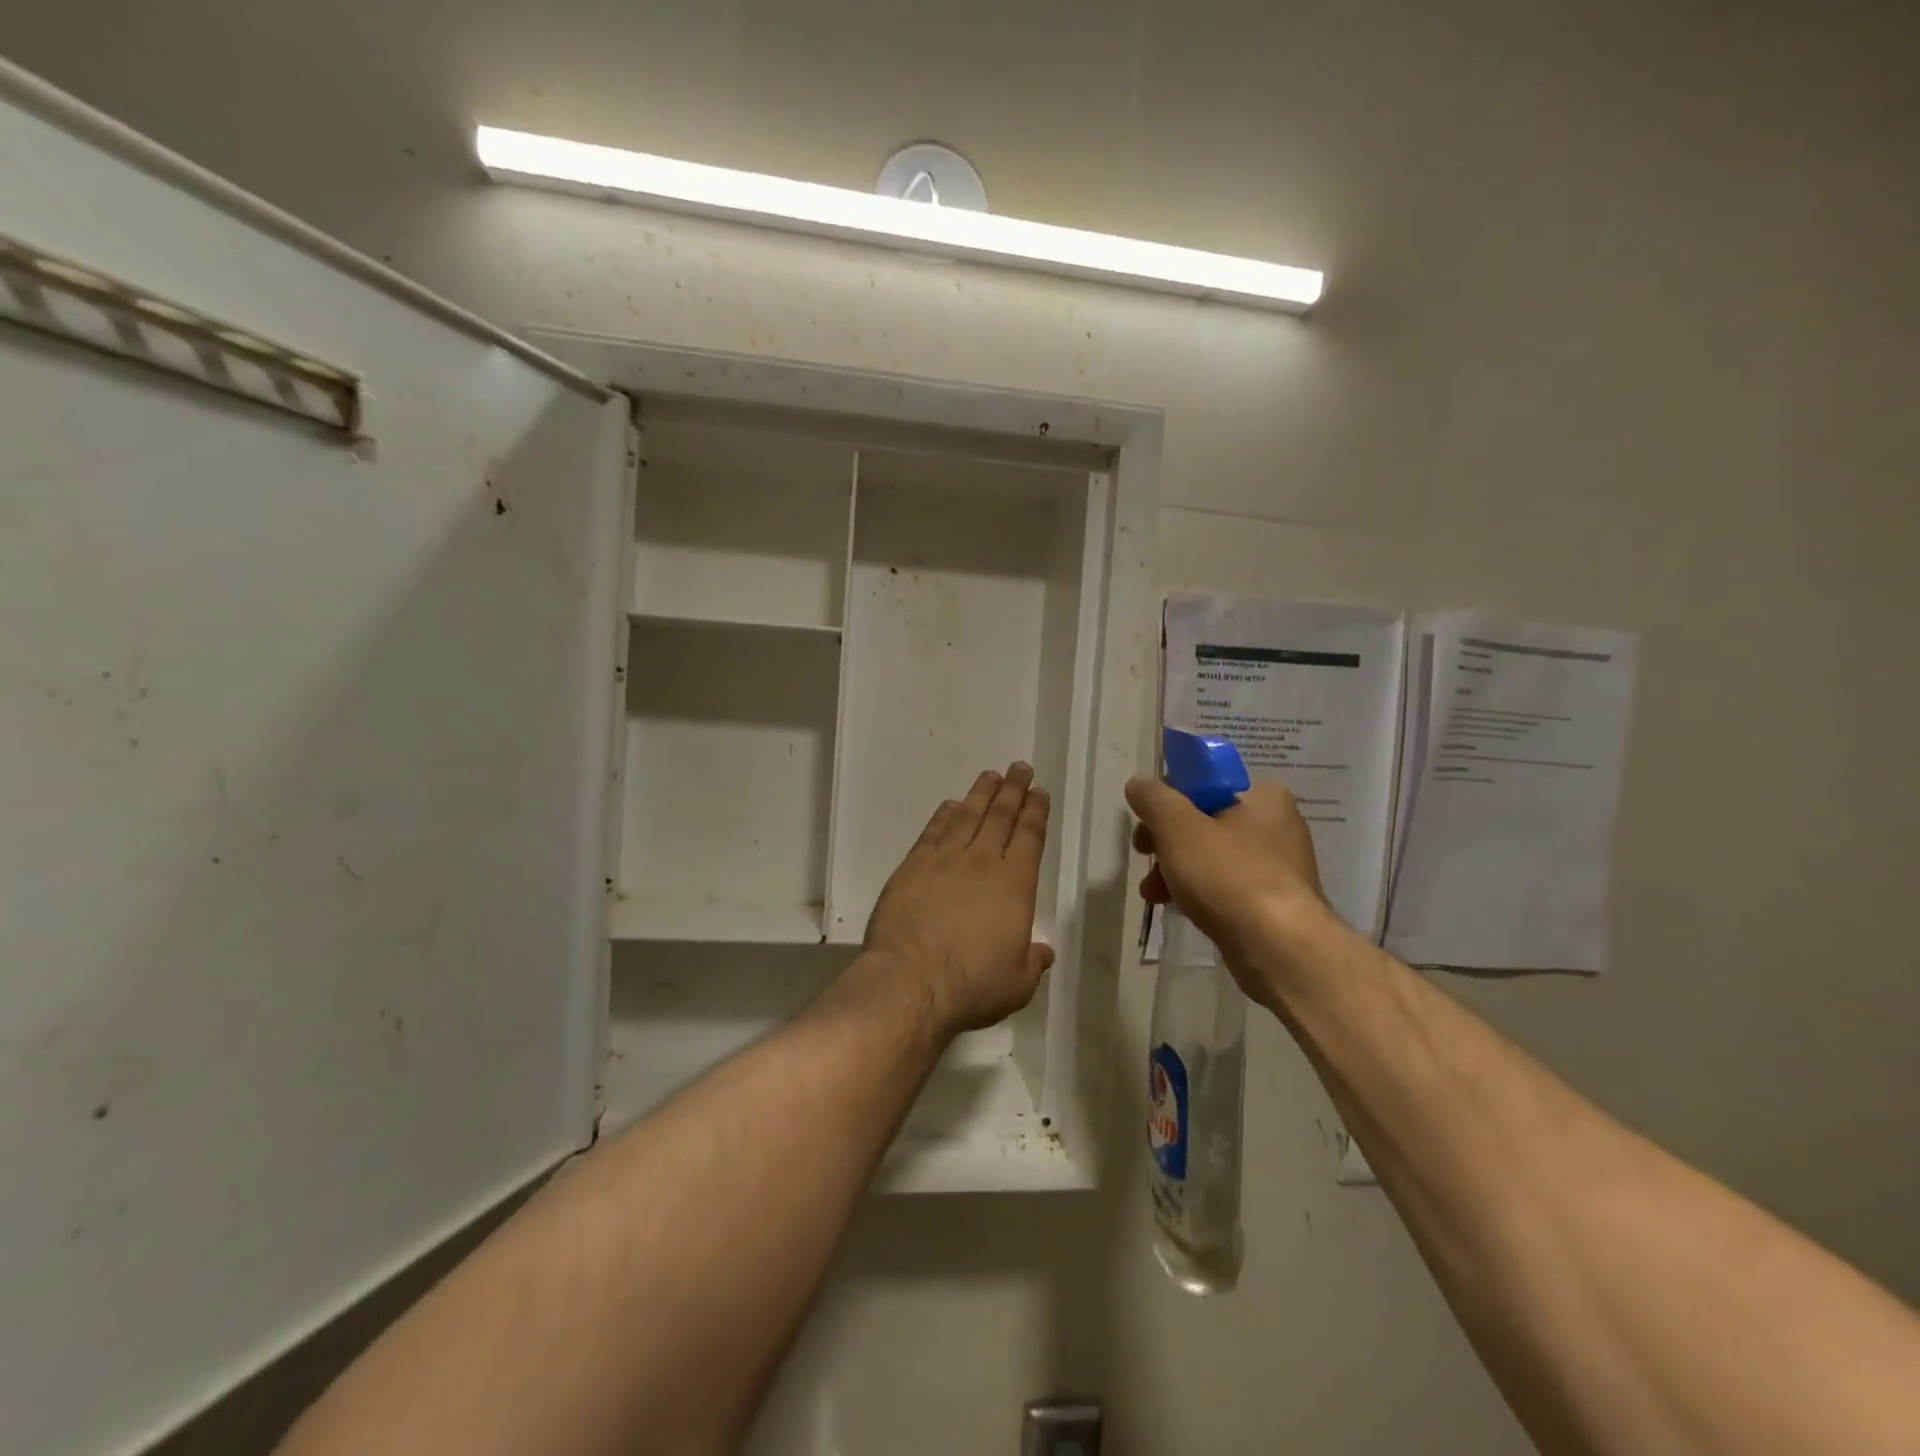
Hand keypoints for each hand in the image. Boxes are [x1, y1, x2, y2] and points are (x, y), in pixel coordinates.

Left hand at [859, 763, 1054, 1037]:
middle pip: (1000, 816)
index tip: (1039, 793)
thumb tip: (1043, 950)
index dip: (1036, 812)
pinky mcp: (912, 867)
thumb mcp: (1017, 983)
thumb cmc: (972, 985)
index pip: (1030, 837)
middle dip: (1013, 790)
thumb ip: (1032, 961)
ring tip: (990, 776)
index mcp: (1014, 884)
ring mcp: (944, 861)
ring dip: (980, 794)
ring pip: (967, 816)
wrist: (911, 981)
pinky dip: (943, 816)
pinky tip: (949, 806)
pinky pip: (932, 833)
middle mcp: (982, 862)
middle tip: (1019, 768)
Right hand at [1126, 776, 1329, 997]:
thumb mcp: (1178, 827)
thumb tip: (1139, 784)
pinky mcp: (1270, 901)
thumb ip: (1153, 798)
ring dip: (1174, 869)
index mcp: (1263, 796)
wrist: (1278, 949)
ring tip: (1153, 892)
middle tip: (1145, 855)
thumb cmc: (1228, 876)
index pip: (1204, 783)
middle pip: (1202, 820)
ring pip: (1209, 855)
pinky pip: (1223, 884)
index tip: (1147, 823)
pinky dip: (1197, 891)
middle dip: (1166, 840)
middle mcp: (1276, 825)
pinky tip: (1176, 907)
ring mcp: (1276, 866)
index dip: (1168, 800)